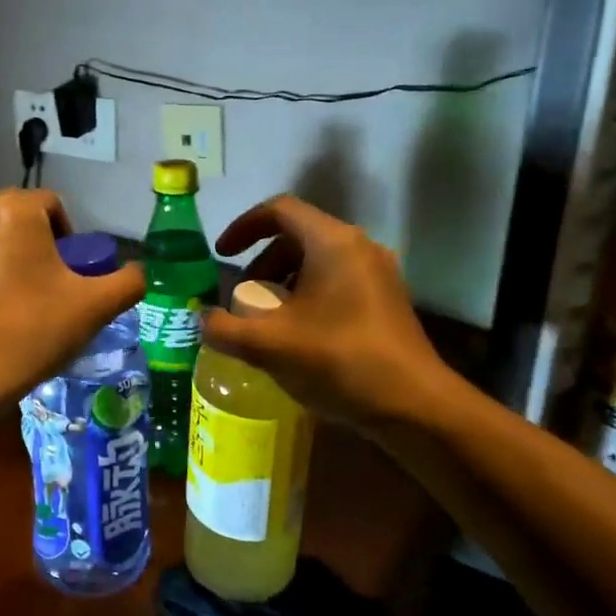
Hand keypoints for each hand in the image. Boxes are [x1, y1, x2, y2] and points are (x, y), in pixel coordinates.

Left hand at [0, 189, 144, 414]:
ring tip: (11, 302)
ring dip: (0, 258)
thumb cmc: (32, 331)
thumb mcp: (94, 307)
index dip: (68, 236)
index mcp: (14, 211)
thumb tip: (136, 273)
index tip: (70, 273)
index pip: (51, 205)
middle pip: (14, 218)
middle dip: (32, 244)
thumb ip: (127, 282)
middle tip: (45, 287)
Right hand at [201, 195, 461, 428]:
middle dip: (261, 262)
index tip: (221, 255)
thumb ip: (224, 328)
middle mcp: (359, 247)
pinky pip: (337, 281)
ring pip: (317, 260)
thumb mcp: (268, 345)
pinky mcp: (386, 300)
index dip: (243, 227)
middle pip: (298, 236)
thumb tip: (202, 320)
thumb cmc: (338, 361)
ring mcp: (378, 273)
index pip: (279, 210)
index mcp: (332, 242)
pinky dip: (307, 295)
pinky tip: (297, 336)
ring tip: (266, 320)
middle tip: (241, 297)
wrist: (414, 405)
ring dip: (283, 281)